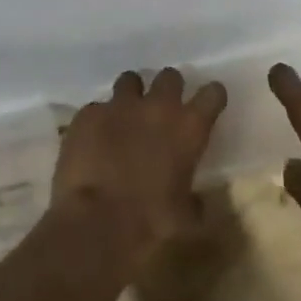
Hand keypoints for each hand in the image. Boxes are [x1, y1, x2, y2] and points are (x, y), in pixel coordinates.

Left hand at [52, 68, 226, 272]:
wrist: (97, 223)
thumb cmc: (151, 223)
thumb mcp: (186, 219)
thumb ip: (194, 200)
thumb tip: (195, 200)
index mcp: (188, 127)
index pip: (212, 93)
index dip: (211, 97)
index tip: (208, 104)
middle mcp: (157, 106)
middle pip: (170, 77)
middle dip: (169, 89)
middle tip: (163, 109)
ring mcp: (119, 105)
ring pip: (130, 80)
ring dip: (132, 95)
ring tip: (126, 115)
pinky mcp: (88, 113)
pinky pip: (97, 107)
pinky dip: (99, 119)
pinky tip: (94, 139)